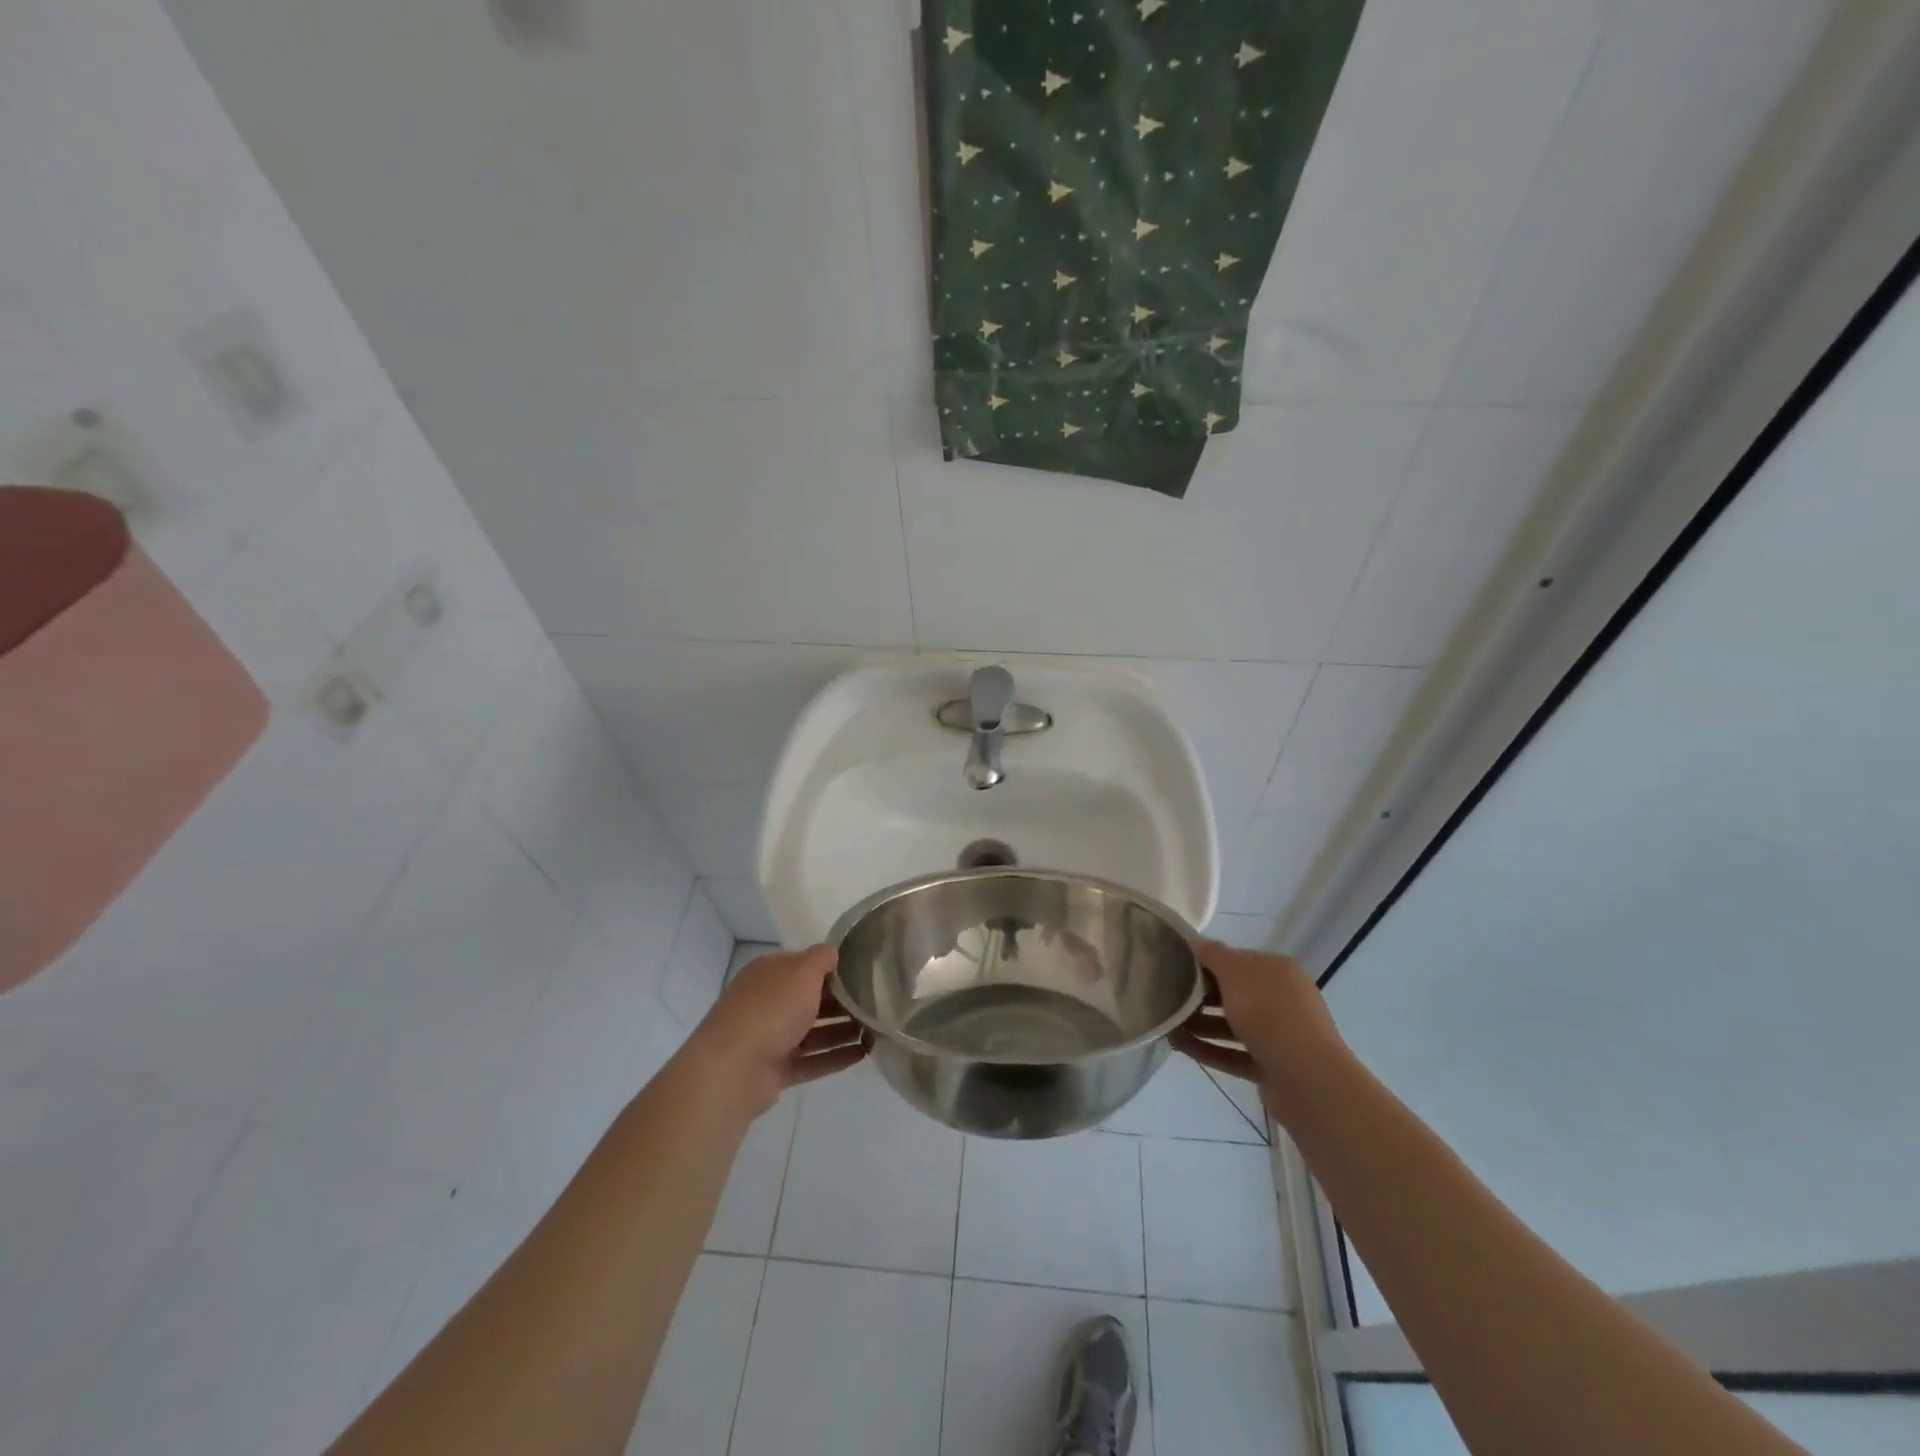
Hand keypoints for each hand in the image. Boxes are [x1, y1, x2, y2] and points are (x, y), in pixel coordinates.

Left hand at [685, 944, 867, 1117]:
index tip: (864, 973)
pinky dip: (835, 1057)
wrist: (734, 1068)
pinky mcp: (775, 1070)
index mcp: (770, 973)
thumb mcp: (802, 970)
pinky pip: (812, 1061)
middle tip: (876, 1004)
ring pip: (813, 1031)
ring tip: (875, 1030)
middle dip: (842, 1002)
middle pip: (810, 999)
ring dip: (843, 1030)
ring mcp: (770, 1038)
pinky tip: (863, 1055)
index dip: (833, 968)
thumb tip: (833, 954)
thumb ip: (822, 958)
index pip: (805, 965)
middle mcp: (768, 1002)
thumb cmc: (771, 1008)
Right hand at [1171, 940, 1349, 1121]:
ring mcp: (1278, 1036)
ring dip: (1201, 1024)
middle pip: (1235, 993)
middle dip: (1201, 995)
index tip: (1177, 965)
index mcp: (1278, 972)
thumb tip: (1197, 941)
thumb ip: (1214, 954)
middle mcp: (1282, 1000)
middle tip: (1169, 995)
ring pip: (1232, 1025)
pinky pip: (1233, 1053)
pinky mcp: (1271, 1067)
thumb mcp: (1236, 973)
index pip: (1238, 960)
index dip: (1208, 960)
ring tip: (1167, 1023)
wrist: (1308, 1079)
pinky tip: (1180, 1046)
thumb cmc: (1269, 1013)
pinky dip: (1208, 1049)